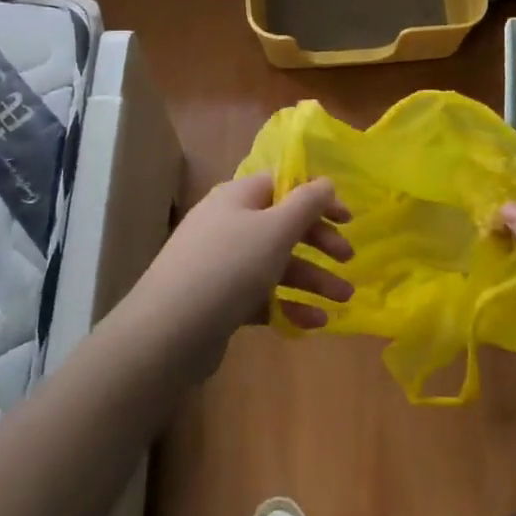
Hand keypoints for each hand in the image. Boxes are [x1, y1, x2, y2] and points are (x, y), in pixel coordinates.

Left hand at [128, 172, 352, 381]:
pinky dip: (288, 305)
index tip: (349, 219)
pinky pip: (262, 295)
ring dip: (312, 278)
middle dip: (319, 242)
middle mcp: (229, 223)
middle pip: (283, 224)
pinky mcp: (219, 301)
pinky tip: (315, 323)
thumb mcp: (275, 229)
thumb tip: (326, 182)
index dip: (318, 197)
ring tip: (344, 301)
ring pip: (276, 263)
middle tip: (349, 260)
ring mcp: (222, 263)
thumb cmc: (228, 268)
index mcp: (238, 197)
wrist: (166, 333)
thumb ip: (306, 203)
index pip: (284, 184)